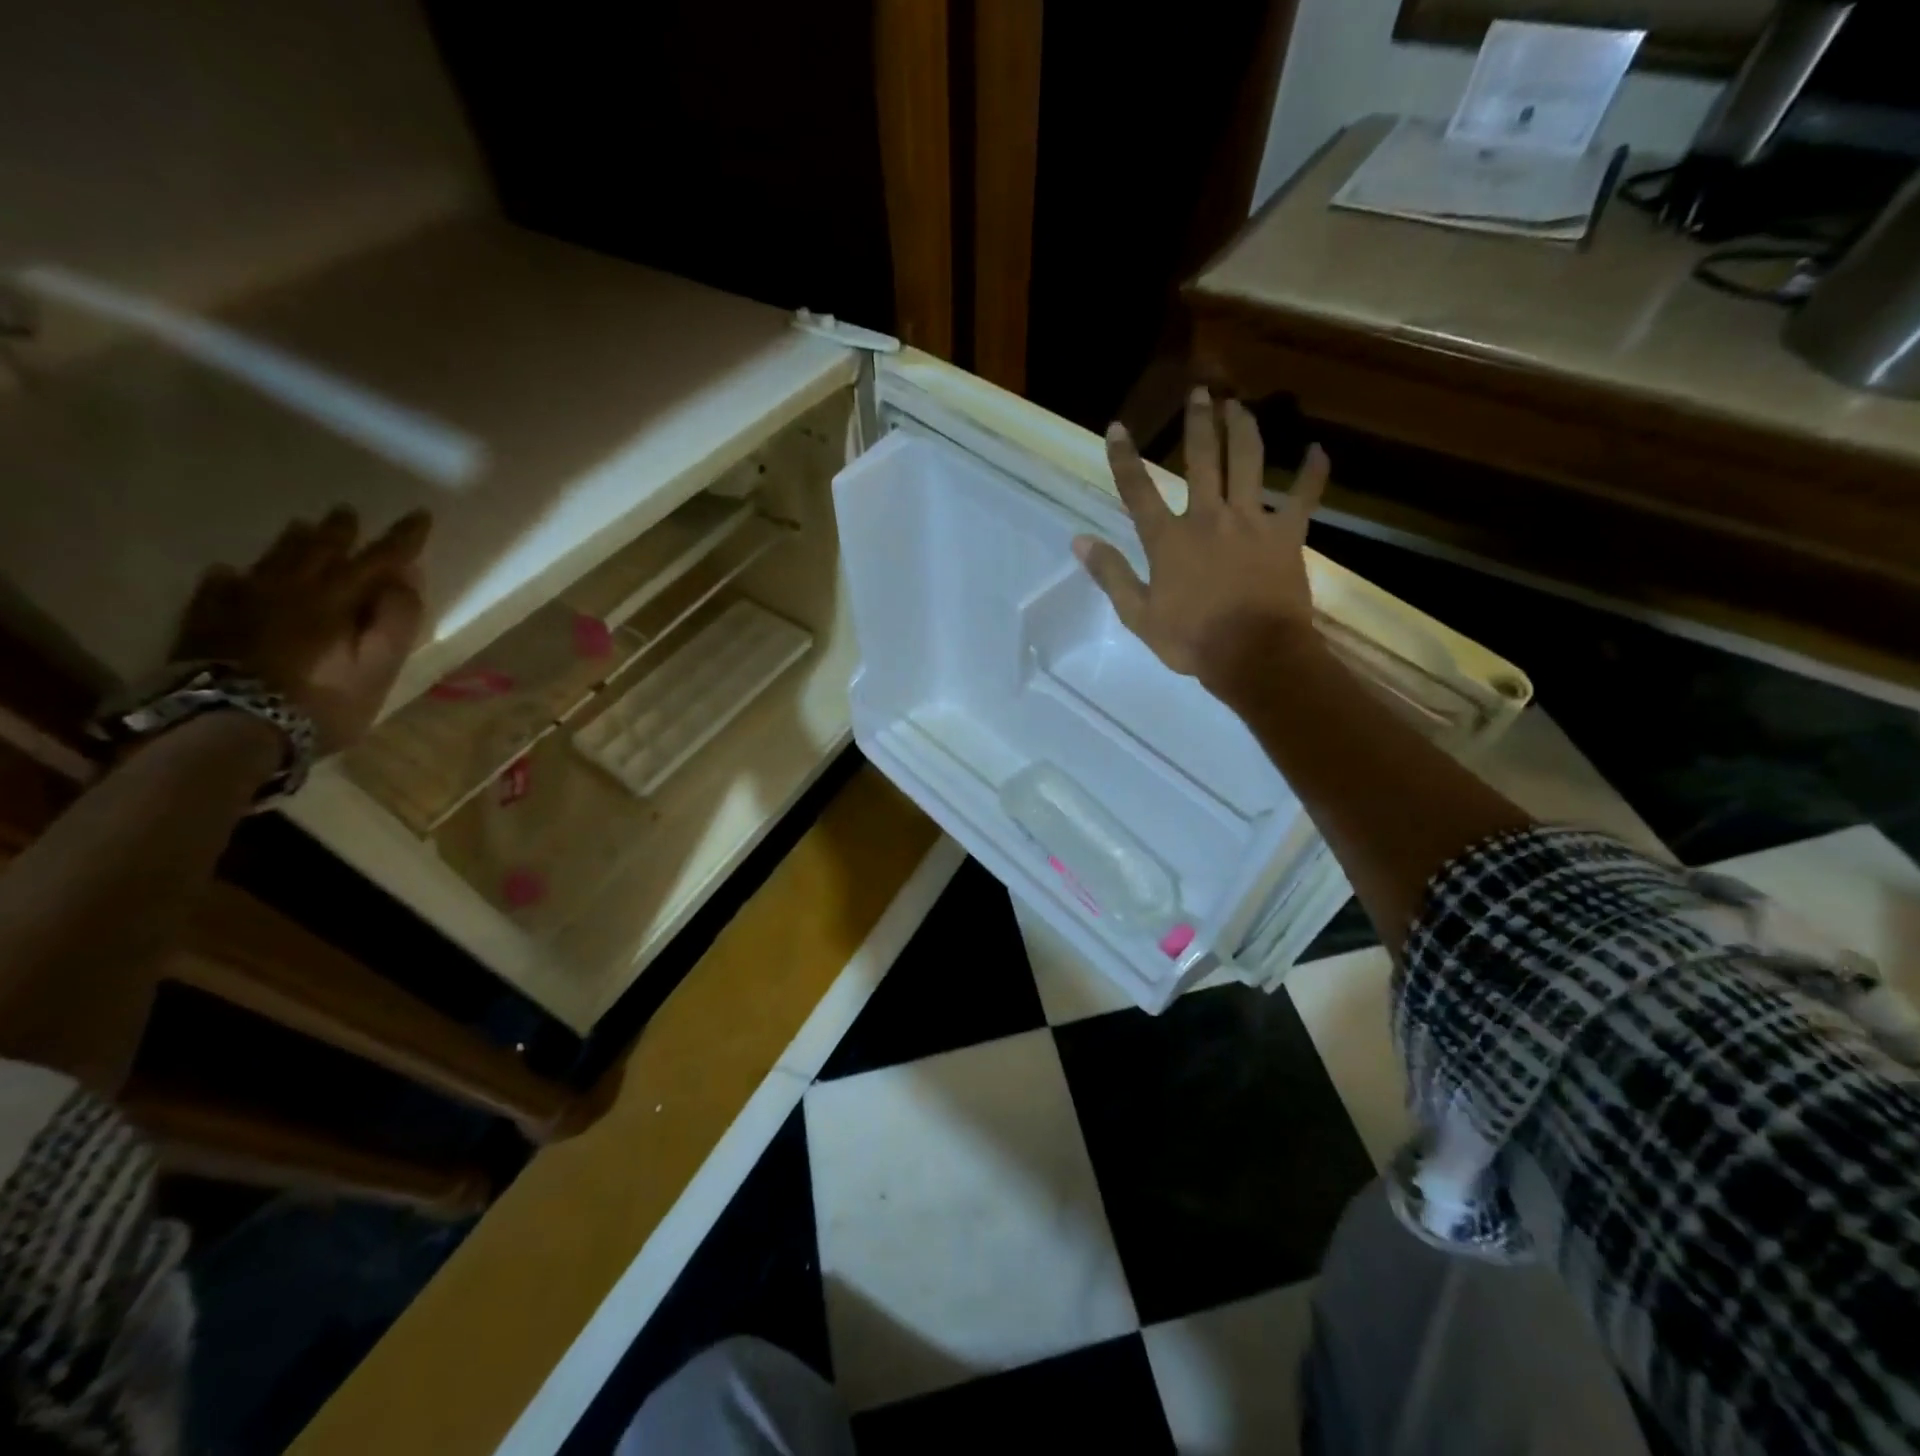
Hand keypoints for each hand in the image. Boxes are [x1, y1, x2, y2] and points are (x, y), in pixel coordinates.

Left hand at [172, 507, 431, 754]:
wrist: (229, 727)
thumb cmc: (320, 701)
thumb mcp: (378, 668)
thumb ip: (395, 621)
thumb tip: (405, 579)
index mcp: (337, 599)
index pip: (380, 559)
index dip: (403, 538)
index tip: (420, 514)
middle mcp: (291, 590)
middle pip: (320, 551)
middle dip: (340, 532)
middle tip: (348, 513)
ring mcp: (244, 602)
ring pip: (272, 561)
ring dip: (293, 543)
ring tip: (301, 527)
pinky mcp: (208, 622)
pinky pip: (220, 587)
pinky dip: (231, 576)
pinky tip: (229, 573)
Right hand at [1075, 388, 1326, 695]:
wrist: (1253, 655)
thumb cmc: (1191, 640)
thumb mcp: (1138, 615)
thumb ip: (1110, 574)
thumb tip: (1079, 540)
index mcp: (1168, 540)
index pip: (1139, 491)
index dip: (1124, 458)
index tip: (1117, 427)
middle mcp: (1208, 518)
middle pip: (1202, 459)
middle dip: (1199, 422)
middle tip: (1200, 391)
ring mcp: (1251, 522)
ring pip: (1248, 462)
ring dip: (1243, 429)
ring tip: (1240, 405)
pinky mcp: (1286, 534)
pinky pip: (1303, 497)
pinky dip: (1312, 473)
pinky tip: (1317, 450)